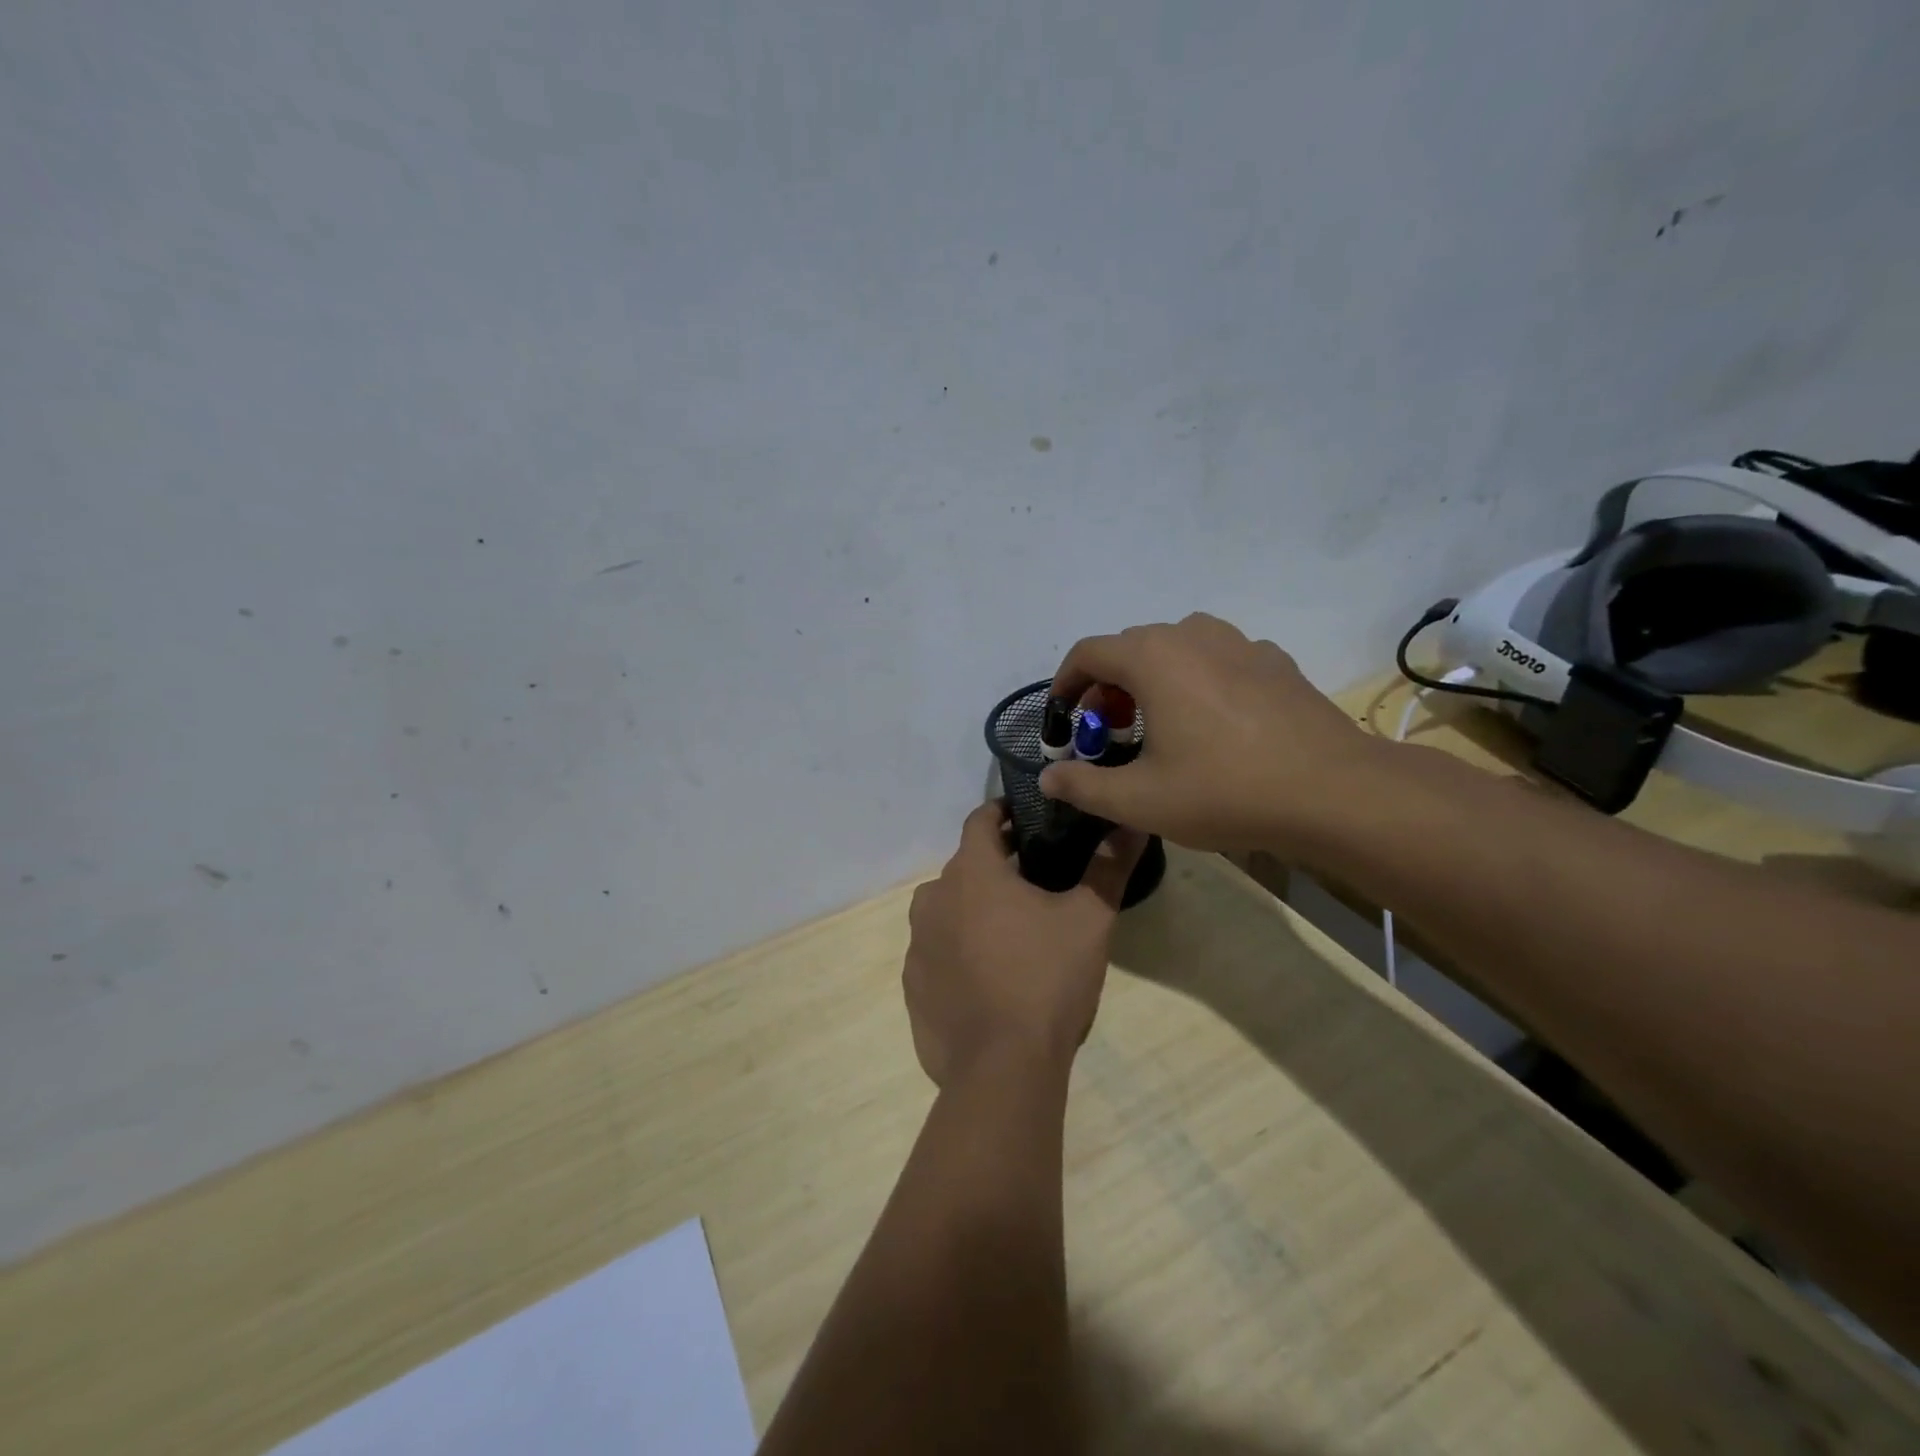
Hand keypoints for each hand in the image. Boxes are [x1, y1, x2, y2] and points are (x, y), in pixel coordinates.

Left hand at [904, 801, 1146, 1087]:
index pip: (980, 820)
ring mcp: (917, 944)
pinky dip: (958, 951)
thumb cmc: (1047, 980)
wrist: (1002, 1070)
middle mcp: (933, 899)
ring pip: (947, 910)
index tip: (1028, 818)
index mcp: (971, 873)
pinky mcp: (912, 985)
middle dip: (996, 866)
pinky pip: (937, 952)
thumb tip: (1132, 823)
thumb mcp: (1090, 920)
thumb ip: (1108, 867)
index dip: (1004, 813)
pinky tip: (988, 977)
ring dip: (974, 909)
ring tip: (1012, 931)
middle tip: (1035, 880)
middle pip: (964, 867)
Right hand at [1040, 612, 1382, 853]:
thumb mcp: (1140, 800)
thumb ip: (1083, 786)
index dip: (1064, 684)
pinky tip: (1213, 724)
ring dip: (1152, 680)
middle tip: (1109, 735)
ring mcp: (1239, 643)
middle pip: (1130, 649)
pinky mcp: (1274, 661)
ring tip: (1158, 724)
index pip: (1088, 653)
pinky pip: (1218, 659)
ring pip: (1175, 649)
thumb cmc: (1225, 791)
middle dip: (1107, 689)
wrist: (1333, 792)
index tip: (1062, 719)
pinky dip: (1198, 681)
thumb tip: (1048, 777)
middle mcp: (1192, 635)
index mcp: (1152, 657)